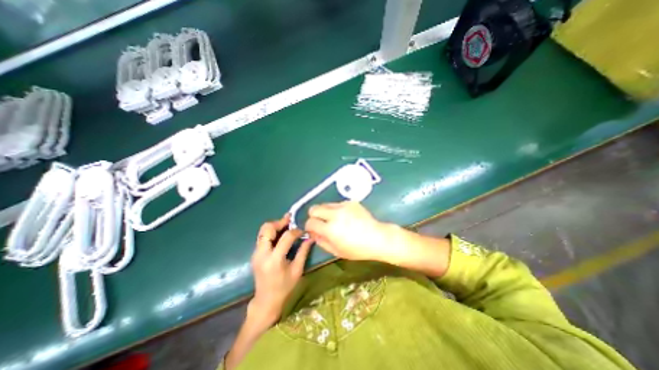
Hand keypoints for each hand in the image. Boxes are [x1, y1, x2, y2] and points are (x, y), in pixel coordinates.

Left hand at [251, 214, 315, 325]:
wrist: (266, 302)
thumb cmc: (284, 288)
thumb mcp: (297, 270)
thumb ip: (303, 252)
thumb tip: (310, 237)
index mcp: (274, 260)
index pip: (286, 237)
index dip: (296, 231)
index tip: (303, 231)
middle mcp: (262, 254)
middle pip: (267, 229)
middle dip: (280, 222)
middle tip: (291, 220)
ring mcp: (256, 253)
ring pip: (263, 231)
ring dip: (275, 225)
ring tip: (286, 224)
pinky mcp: (255, 254)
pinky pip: (262, 237)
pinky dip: (271, 232)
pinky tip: (280, 234)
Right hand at [305, 202, 389, 263]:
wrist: (377, 237)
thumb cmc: (357, 249)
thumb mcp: (336, 251)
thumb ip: (321, 241)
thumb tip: (312, 233)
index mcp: (330, 229)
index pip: (310, 222)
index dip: (309, 227)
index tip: (313, 230)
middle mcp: (335, 214)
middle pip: (314, 208)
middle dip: (314, 216)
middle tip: (321, 223)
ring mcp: (343, 206)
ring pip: (325, 204)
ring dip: (325, 212)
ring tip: (335, 220)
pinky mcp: (350, 202)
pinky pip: (337, 204)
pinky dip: (337, 210)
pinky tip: (346, 217)